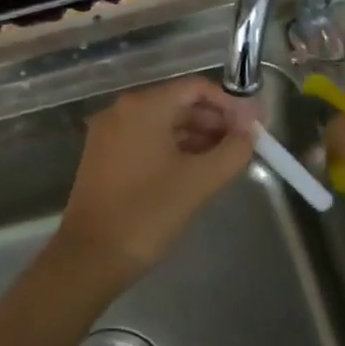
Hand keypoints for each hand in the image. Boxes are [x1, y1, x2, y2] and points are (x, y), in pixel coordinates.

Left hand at [55, 76, 257, 284]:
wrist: (91, 257)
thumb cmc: (148, 213)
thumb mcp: (199, 181)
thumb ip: (233, 151)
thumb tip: (250, 132)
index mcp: (143, 106)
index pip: (196, 88)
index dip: (230, 104)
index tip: (253, 126)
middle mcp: (122, 110)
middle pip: (179, 103)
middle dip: (215, 121)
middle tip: (244, 145)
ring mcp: (110, 133)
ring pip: (164, 123)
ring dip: (197, 137)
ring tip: (226, 160)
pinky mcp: (105, 156)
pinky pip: (147, 140)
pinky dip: (174, 149)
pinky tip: (197, 170)